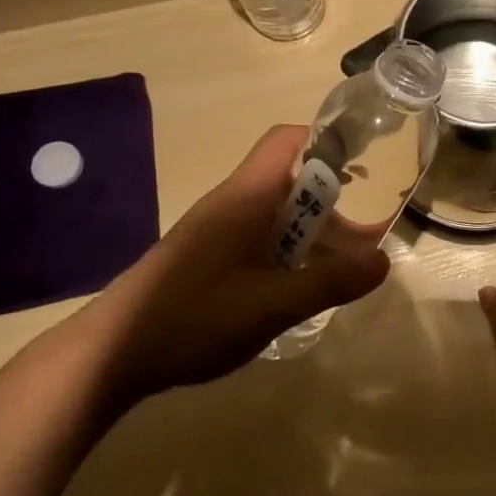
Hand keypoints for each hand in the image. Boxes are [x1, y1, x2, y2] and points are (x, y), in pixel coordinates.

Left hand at [86, 125, 390, 393]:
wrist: (110, 354)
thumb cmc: (194, 317)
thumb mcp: (272, 305)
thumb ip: (329, 282)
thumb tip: (384, 262)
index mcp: (247, 196)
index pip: (288, 140)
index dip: (328, 141)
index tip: (366, 164)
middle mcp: (233, 203)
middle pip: (291, 179)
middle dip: (333, 200)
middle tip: (368, 234)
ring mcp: (217, 230)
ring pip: (277, 213)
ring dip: (312, 232)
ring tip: (344, 267)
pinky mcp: (208, 257)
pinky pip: (260, 238)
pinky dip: (289, 252)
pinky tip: (300, 287)